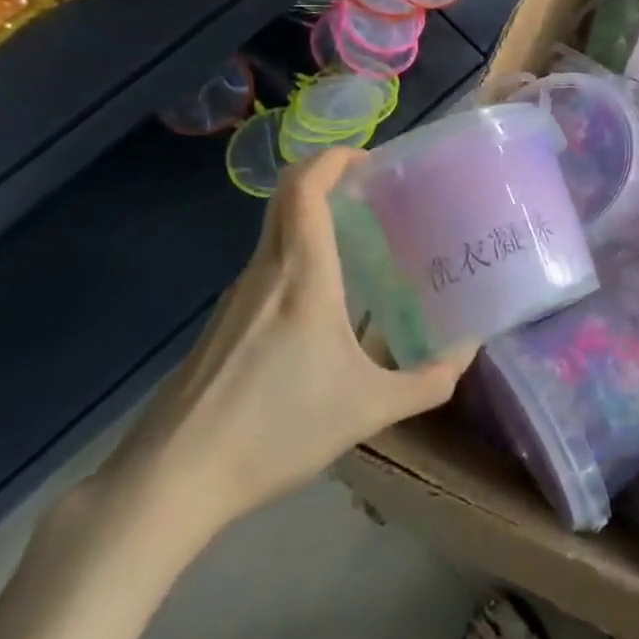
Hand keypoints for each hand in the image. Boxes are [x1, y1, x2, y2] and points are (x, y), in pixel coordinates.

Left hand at [94, 147, 476, 546]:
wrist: (170, 480)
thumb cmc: (276, 430)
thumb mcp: (368, 409)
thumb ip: (428, 381)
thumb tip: (468, 351)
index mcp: (301, 274)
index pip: (304, 187)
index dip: (333, 157)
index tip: (370, 160)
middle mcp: (264, 272)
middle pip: (286, 198)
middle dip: (328, 180)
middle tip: (375, 195)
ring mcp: (235, 298)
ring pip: (276, 235)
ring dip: (314, 223)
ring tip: (361, 248)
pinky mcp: (220, 325)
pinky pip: (265, 270)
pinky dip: (297, 260)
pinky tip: (321, 306)